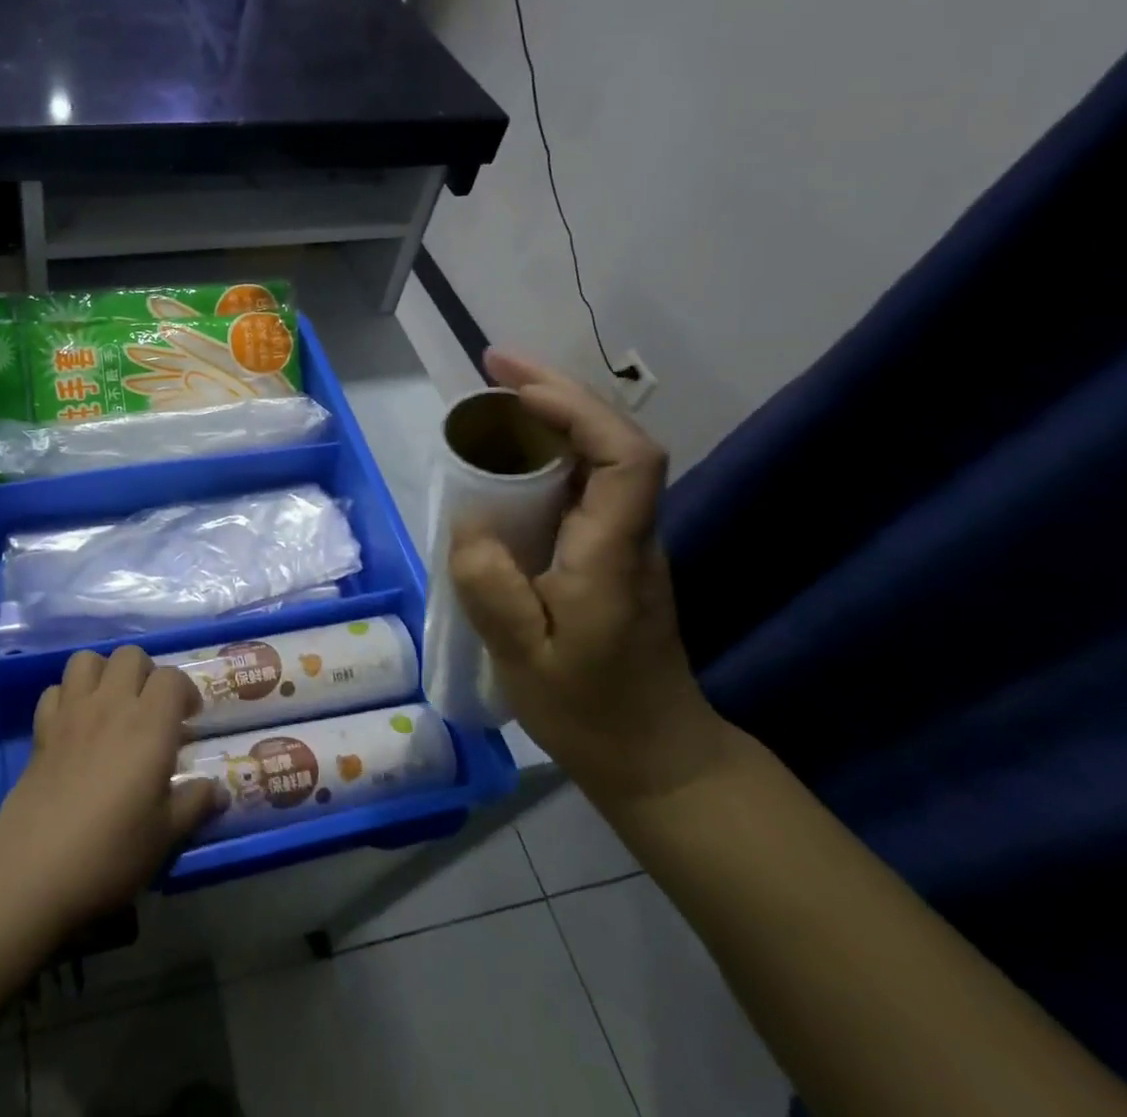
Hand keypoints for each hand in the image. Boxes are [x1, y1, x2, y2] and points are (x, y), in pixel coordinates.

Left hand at [0, 646, 216, 931]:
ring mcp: (72, 712)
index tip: (189, 719)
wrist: (34, 870)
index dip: (185, 691)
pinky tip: (75, 724)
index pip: (172, 678)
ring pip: (88, 660)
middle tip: (151, 709)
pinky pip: (55, 690)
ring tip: (112, 704)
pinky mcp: (41, 729)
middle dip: (146, 673)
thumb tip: (219, 791)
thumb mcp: (165, 836)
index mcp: (149, 724)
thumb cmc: (111, 852)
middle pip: (130, 656)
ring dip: (103, 673)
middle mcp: (111, 704)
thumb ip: (194, 804)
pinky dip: (68, 696)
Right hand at [449, 349, 727, 807]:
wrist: (658, 758)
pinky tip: (509, 452)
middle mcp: (630, 533)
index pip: (627, 457)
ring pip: (601, 454)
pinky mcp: (610, 552)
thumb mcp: (524, 659)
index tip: (515, 388)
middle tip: (492, 367)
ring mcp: (625, 541)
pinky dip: (549, 448)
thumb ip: (491, 588)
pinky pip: (584, 480)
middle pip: (614, 438)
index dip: (577, 409)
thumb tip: (468, 522)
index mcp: (613, 553)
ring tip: (493, 396)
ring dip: (552, 413)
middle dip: (556, 392)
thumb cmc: (591, 712)